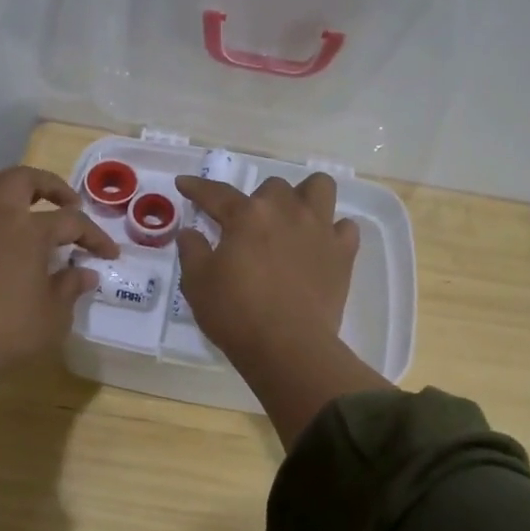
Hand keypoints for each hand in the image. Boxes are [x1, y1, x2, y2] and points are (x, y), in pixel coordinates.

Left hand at [0, 165, 117, 378]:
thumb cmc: (9, 331)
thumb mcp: (54, 315)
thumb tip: (85, 274)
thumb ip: (70, 287)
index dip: (95, 236)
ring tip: (16, 204)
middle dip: (49, 185)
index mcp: (30, 229)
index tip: (109, 253)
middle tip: (66, 204)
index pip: (72, 222)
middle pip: (23, 178)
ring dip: (3, 185)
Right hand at [174, 171, 359, 364]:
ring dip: (304, 197)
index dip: (197, 187)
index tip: (184, 183)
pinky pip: (345, 228)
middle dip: (259, 201)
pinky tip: (320, 246)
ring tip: (293, 219)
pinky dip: (333, 231)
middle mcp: (285, 211)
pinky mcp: (343, 253)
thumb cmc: (236, 314)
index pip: (216, 193)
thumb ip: (191, 251)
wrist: (288, 347)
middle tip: (250, 228)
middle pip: (273, 187)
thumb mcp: (197, 284)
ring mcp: (319, 229)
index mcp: (247, 216)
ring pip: (319, 188)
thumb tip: (190, 232)